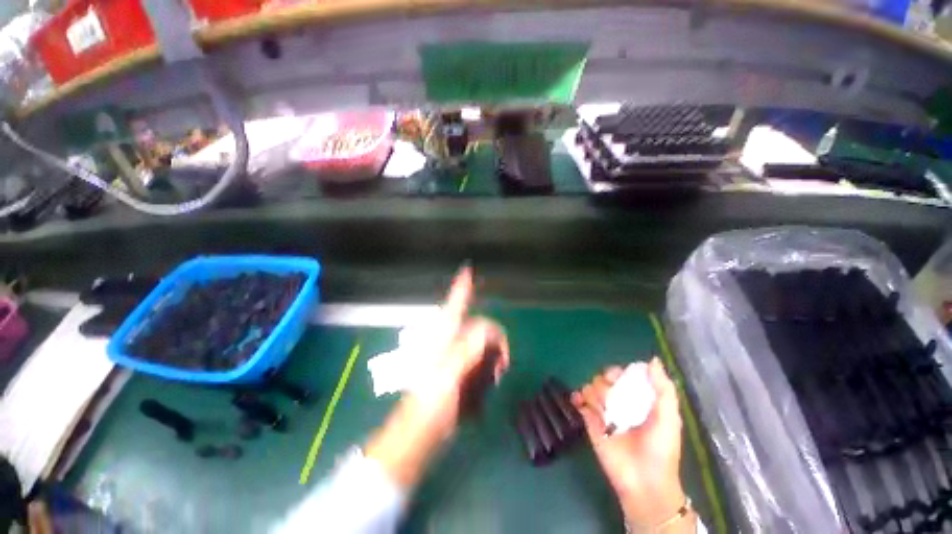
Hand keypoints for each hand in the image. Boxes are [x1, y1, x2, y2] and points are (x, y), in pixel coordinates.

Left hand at [366, 267, 509, 487]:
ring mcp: (456, 356)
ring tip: (493, 381)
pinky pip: (482, 363)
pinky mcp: (460, 371)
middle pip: (480, 327)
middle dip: (495, 342)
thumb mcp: (449, 374)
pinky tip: (486, 388)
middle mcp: (451, 341)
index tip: (467, 269)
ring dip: (494, 360)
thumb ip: (468, 348)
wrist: (420, 432)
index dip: (462, 287)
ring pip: (484, 346)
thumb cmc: (430, 404)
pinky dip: (488, 372)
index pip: (455, 304)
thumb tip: (488, 330)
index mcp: (444, 336)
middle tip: (503, 365)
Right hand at [572, 358, 692, 530]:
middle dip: (605, 382)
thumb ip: (663, 389)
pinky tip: (580, 401)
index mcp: (637, 398)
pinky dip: (577, 398)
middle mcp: (619, 402)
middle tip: (611, 395)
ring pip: (591, 388)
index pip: (622, 375)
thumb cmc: (661, 448)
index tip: (618, 377)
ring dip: (595, 395)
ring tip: (604, 411)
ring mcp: (603, 411)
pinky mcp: (590, 422)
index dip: (618, 371)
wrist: (645, 480)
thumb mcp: (669, 417)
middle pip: (603, 379)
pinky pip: (579, 402)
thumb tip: (652, 360)